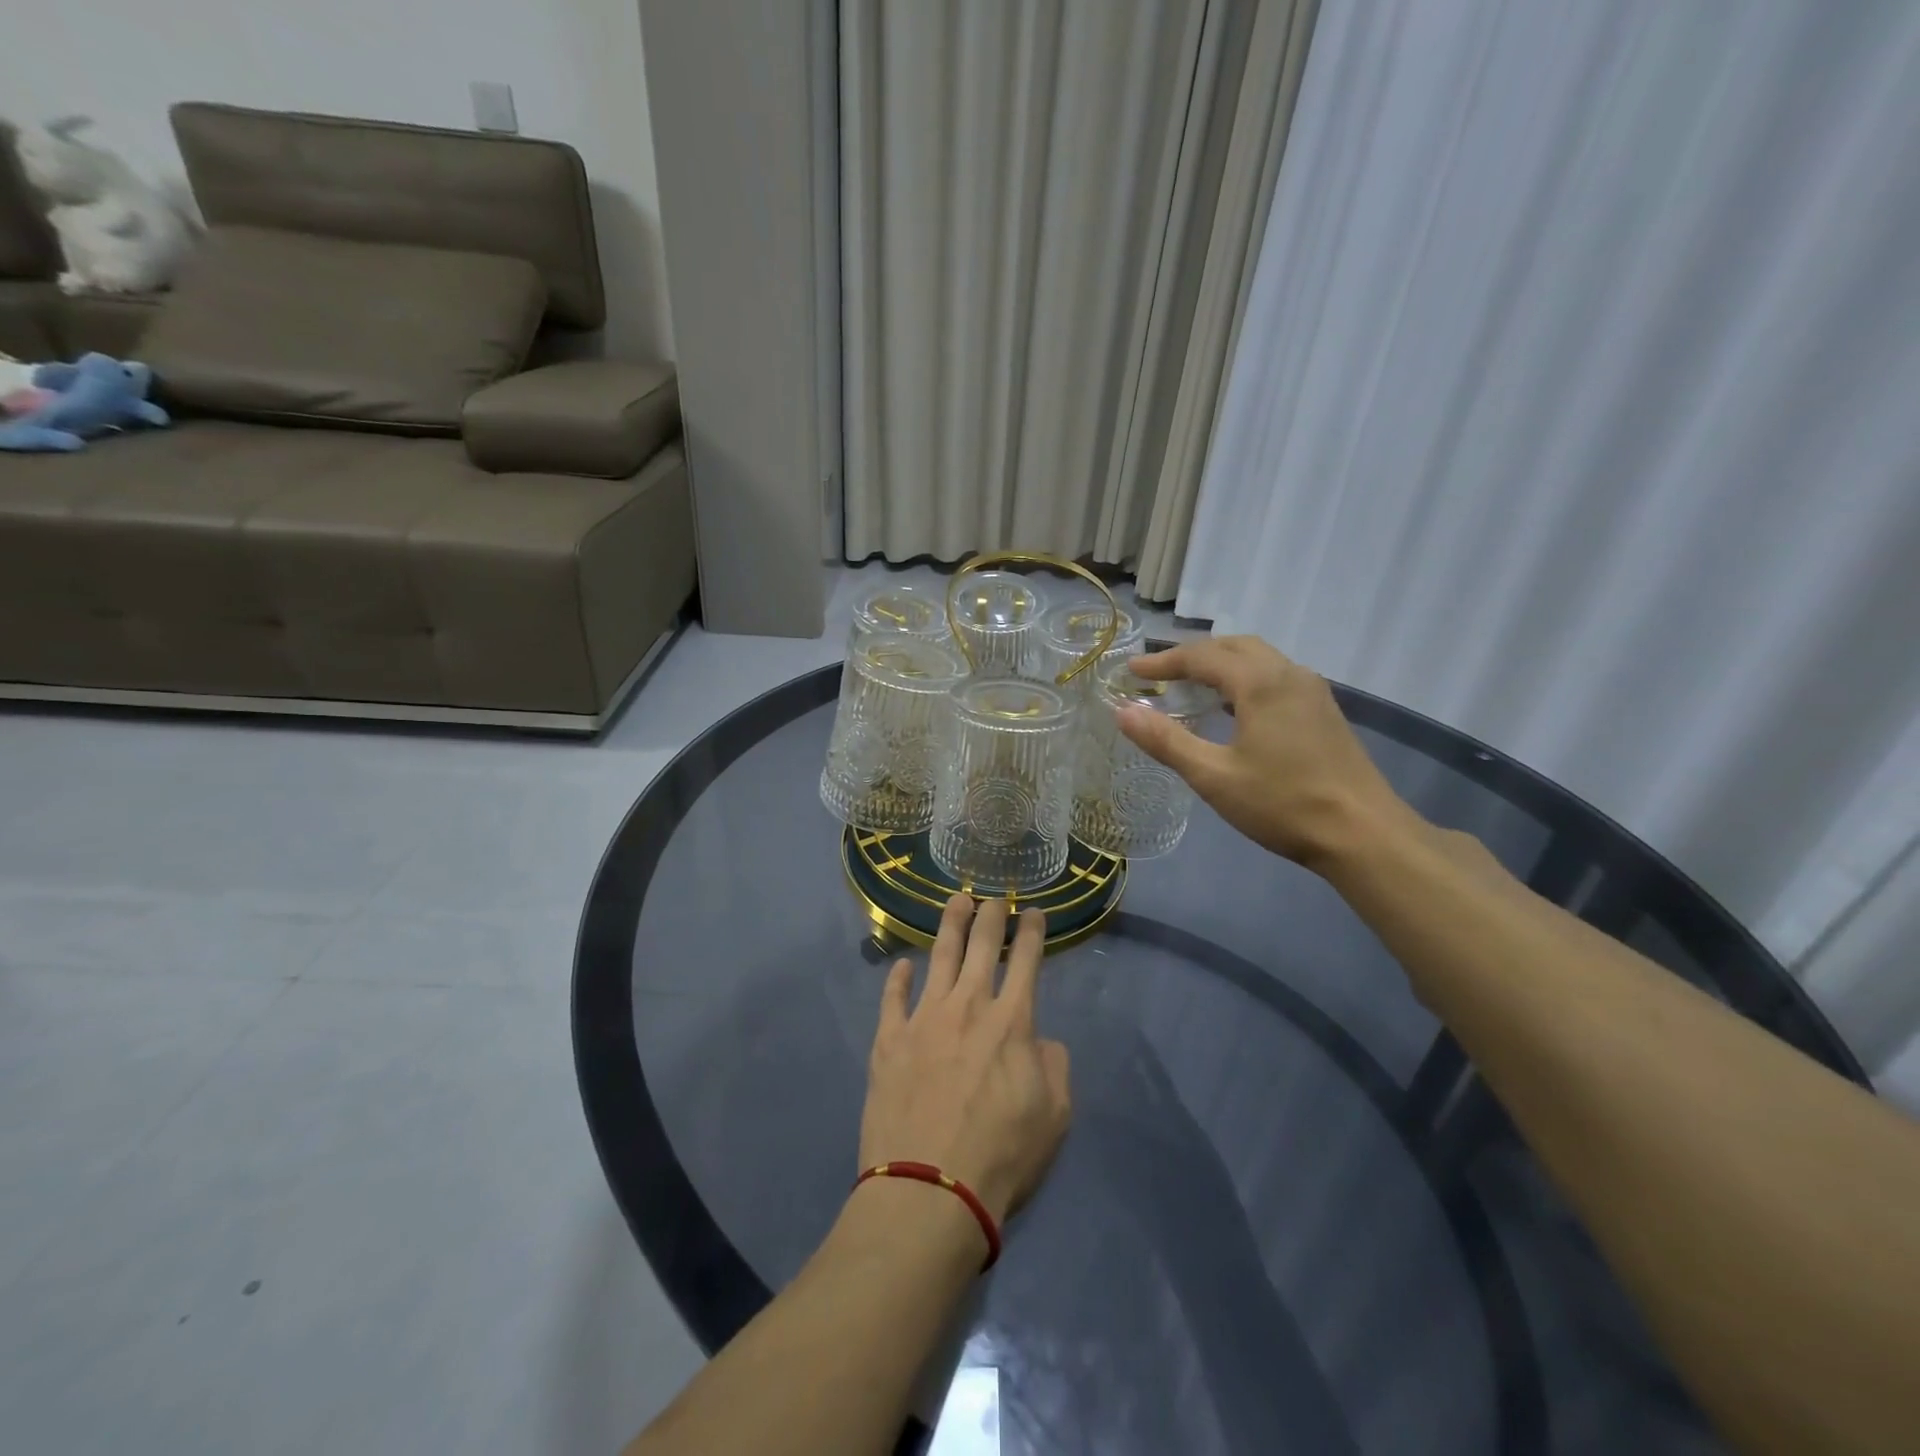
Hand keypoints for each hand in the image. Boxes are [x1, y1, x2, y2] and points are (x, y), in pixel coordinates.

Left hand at [860, 895, 1071, 1225]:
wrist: (929, 1189)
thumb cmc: (1002, 1156)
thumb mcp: (1054, 1116)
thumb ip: (1055, 1067)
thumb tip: (1041, 1040)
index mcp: (1011, 1021)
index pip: (1025, 961)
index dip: (1031, 932)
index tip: (1033, 911)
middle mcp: (968, 1006)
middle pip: (981, 946)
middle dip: (991, 915)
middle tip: (994, 897)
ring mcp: (923, 1019)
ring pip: (939, 957)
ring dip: (950, 926)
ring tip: (956, 901)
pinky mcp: (889, 1040)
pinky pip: (893, 998)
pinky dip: (898, 978)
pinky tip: (902, 965)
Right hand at [1119, 635, 1415, 869]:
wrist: (1363, 834)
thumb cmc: (1282, 803)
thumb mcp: (1213, 776)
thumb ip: (1166, 741)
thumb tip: (1122, 711)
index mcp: (1260, 683)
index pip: (1202, 656)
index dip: (1162, 662)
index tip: (1131, 672)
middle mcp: (1288, 674)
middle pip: (1234, 646)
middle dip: (1193, 655)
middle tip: (1159, 674)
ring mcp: (1312, 691)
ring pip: (1259, 659)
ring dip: (1221, 664)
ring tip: (1191, 686)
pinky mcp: (1324, 711)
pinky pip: (1275, 676)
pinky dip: (1244, 679)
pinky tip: (1233, 708)